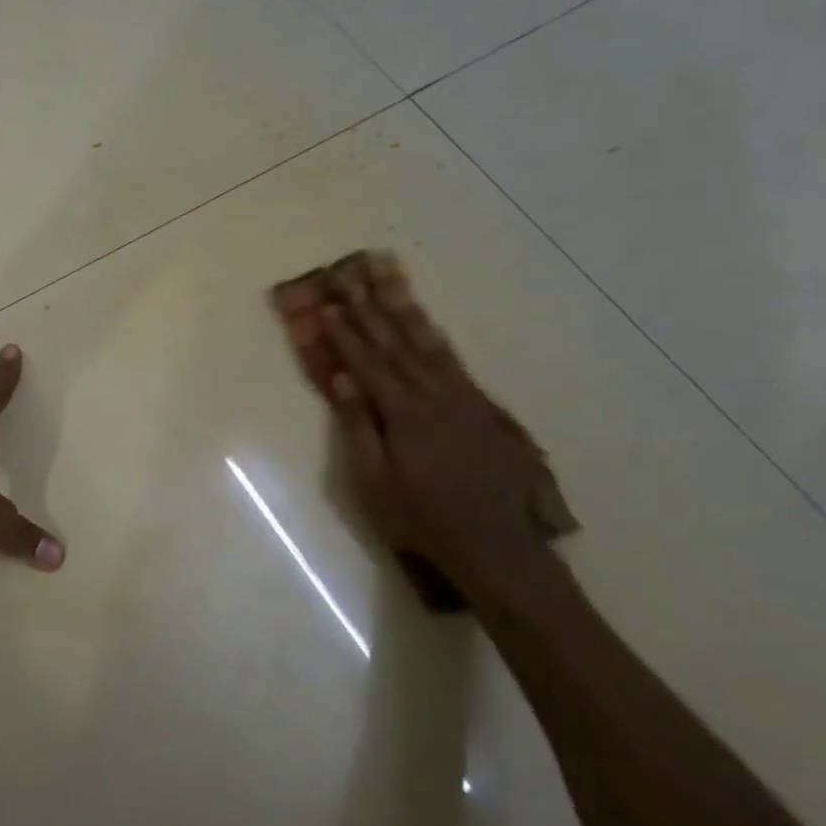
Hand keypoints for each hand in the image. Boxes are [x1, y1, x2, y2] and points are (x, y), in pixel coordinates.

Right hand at [320, 264, 541, 604]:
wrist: (498, 545)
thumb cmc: (423, 519)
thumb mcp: (375, 482)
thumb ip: (357, 427)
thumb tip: (341, 379)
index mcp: (404, 413)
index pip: (368, 363)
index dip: (346, 334)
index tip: (328, 306)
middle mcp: (435, 395)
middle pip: (397, 344)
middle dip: (370, 310)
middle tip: (352, 279)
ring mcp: (464, 399)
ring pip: (428, 345)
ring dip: (404, 312)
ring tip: (388, 284)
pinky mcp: (483, 410)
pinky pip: (453, 362)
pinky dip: (435, 338)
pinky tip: (427, 328)